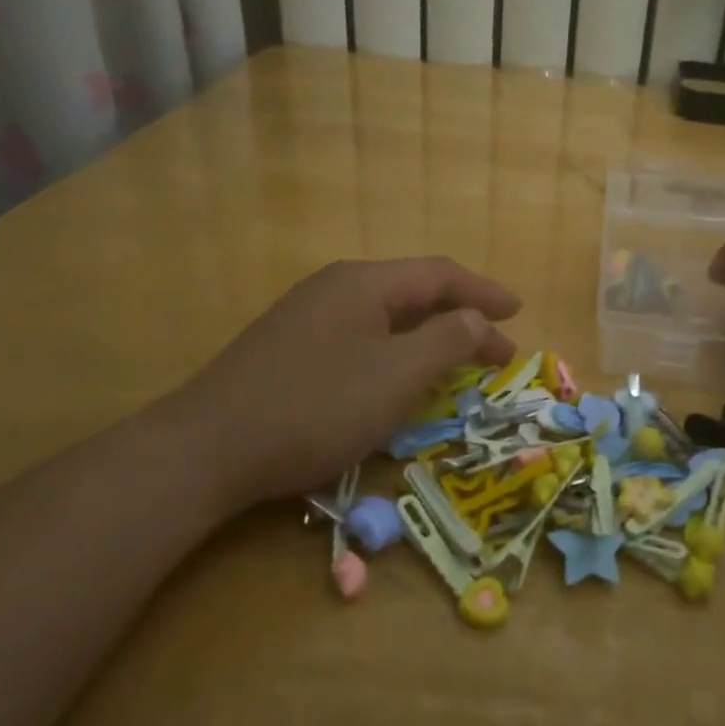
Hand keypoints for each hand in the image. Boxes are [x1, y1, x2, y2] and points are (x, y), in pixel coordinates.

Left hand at [165, 257, 519, 512]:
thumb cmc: (316, 406)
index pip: (440, 275)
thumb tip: (476, 319)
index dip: (484, 292)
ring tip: (456, 361)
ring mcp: (307, 317)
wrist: (206, 450)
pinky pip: (361, 339)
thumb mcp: (397, 375)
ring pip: (386, 318)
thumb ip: (447, 340)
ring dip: (428, 337)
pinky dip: (395, 353)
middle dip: (460, 318)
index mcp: (364, 283)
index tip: (518, 313)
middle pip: (413, 292)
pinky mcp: (289, 349)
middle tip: (496, 348)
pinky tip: (397, 377)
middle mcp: (335, 288)